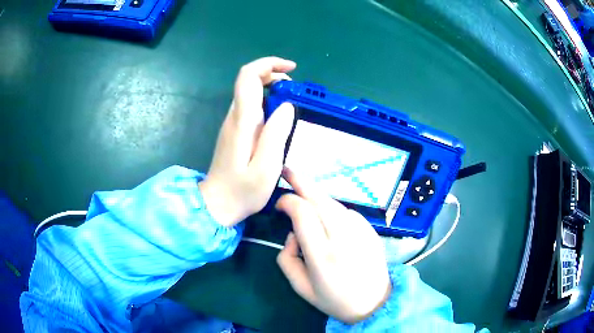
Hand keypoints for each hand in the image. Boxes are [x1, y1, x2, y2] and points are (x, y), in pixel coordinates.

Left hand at [199, 57, 295, 226]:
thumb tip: (287, 106)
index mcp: (242, 121)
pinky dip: (267, 101)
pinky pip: (251, 106)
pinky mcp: (235, 131)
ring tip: (292, 101)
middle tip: (295, 89)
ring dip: (271, 88)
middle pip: (249, 80)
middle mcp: (235, 117)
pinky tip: (279, 117)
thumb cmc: (243, 191)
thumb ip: (276, 134)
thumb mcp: (266, 168)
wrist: (217, 204)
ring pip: (250, 92)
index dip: (268, 64)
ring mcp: (233, 123)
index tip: (291, 69)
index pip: (248, 77)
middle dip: (273, 75)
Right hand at [276, 168, 391, 323]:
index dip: (288, 201)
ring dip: (316, 195)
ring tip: (303, 192)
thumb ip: (287, 258)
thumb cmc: (335, 300)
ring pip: (333, 202)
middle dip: (301, 182)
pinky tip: (327, 216)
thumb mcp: (301, 288)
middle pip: (319, 199)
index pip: (302, 214)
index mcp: (322, 255)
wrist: (375, 303)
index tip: (279, 205)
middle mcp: (343, 238)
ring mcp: (361, 231)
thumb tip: (292, 234)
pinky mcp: (371, 229)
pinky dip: (332, 208)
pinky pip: (346, 211)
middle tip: (288, 170)